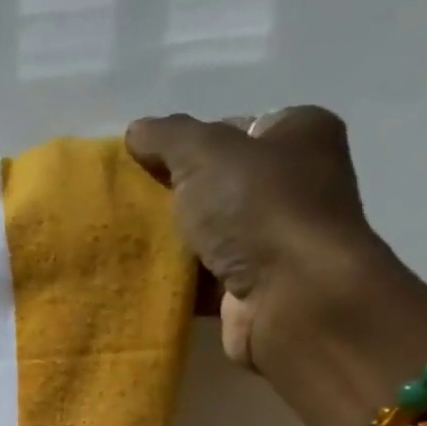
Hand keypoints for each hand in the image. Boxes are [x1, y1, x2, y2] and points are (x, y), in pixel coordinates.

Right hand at [126, 107, 426, 425]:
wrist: (291, 296)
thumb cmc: (258, 208)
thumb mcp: (204, 151)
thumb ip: (168, 136)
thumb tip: (137, 130)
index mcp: (300, 134)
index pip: (233, 129)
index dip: (187, 144)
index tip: (146, 164)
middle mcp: (298, 184)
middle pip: (219, 183)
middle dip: (175, 196)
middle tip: (130, 205)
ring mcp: (278, 239)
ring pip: (209, 234)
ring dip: (173, 241)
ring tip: (125, 241)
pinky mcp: (257, 288)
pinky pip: (205, 278)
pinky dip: (177, 280)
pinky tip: (142, 277)